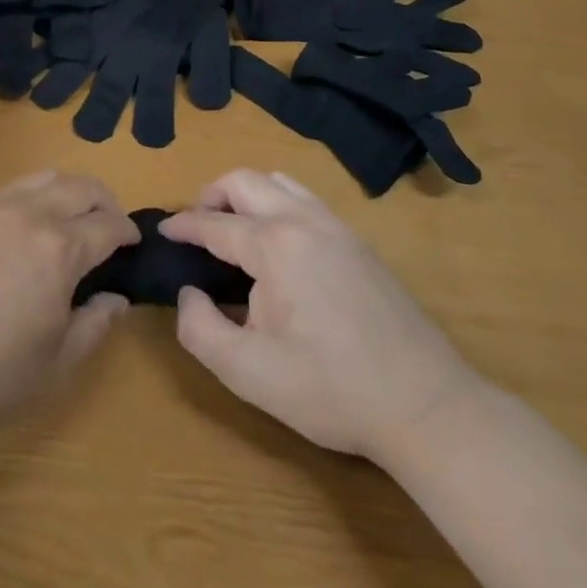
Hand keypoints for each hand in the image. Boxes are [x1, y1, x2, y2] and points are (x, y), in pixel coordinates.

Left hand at [0, 171, 139, 437]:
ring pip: (47, 177)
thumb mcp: (56, 362)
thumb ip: (95, 324)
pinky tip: (34, 219)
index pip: (108, 225)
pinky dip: (37, 192)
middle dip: (106, 203)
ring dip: (71, 190)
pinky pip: (14, 186)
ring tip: (75, 217)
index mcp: (61, 249)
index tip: (134, 245)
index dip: (128, 233)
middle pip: (82, 187)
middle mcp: (33, 214)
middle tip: (111, 228)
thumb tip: (117, 298)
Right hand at [161, 169, 476, 462]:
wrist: (425, 406)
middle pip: (245, 181)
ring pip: (279, 182)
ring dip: (247, 195)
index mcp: (273, 246)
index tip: (162, 231)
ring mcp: (336, 227)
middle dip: (212, 195)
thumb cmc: (330, 389)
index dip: (182, 226)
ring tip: (234, 229)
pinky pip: (306, 199)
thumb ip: (200, 329)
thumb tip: (187, 294)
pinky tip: (278, 244)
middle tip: (197, 227)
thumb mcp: (248, 373)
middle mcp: (303, 221)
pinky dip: (278, 204)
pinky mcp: (359, 242)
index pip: (214, 223)